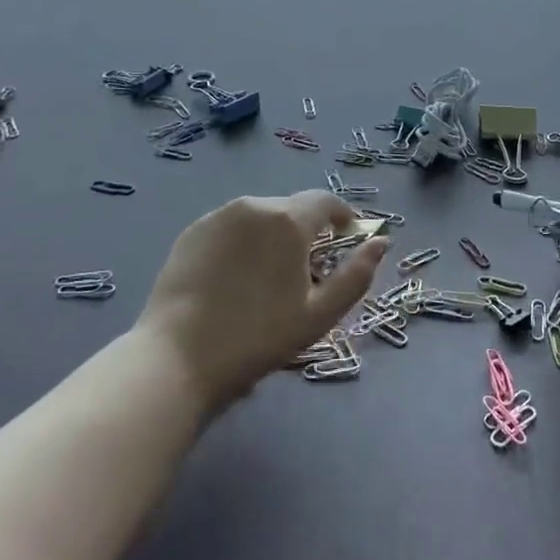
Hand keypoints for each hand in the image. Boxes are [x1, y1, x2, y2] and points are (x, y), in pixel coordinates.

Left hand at [138, 190, 385, 413]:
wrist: (177, 358)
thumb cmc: (258, 338)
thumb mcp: (320, 315)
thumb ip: (357, 274)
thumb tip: (381, 242)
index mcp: (288, 219)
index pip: (325, 201)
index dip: (343, 216)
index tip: (348, 237)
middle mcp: (254, 205)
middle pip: (292, 209)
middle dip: (307, 231)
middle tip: (308, 270)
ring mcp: (218, 216)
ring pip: (260, 217)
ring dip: (274, 236)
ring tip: (269, 276)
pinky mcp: (191, 232)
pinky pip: (230, 228)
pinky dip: (243, 243)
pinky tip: (235, 279)